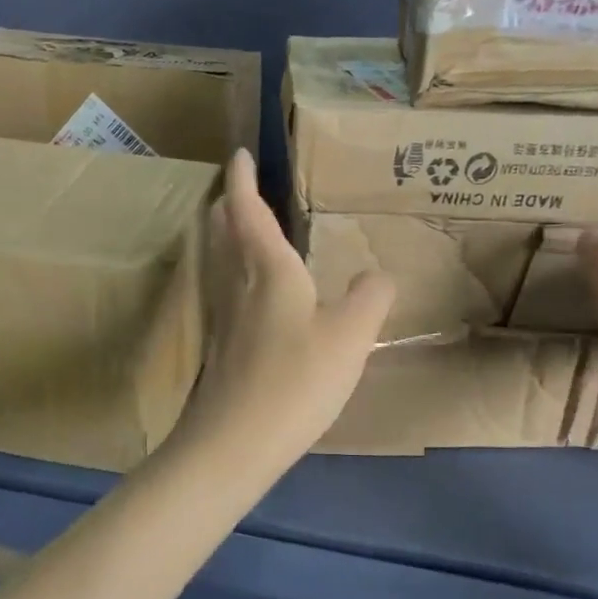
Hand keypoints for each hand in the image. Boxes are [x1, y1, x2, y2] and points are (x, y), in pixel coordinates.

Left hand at [172, 150, 394, 476]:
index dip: (242, 179)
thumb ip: (369, 299)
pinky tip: (253, 295)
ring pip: (221, 262)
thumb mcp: (349, 337)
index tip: (240, 154)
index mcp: (267, 269)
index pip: (248, 209)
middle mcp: (237, 284)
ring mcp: (222, 317)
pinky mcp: (219, 347)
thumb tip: (378, 275)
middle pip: (224, 232)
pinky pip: (226, 291)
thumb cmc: (294, 380)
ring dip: (228, 237)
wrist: (233, 444)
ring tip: (246, 231)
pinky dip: (235, 273)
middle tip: (242, 189)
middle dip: (230, 205)